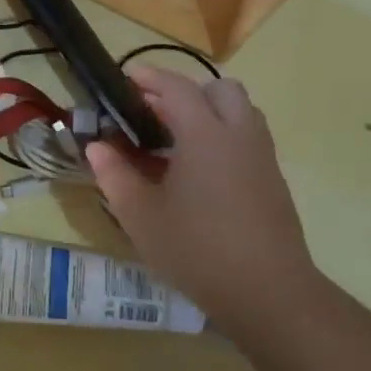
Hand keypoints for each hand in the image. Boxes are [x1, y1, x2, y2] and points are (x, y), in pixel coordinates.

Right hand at [85, 65, 317, 331]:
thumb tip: (97, 147)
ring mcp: (262, 158)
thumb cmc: (196, 249)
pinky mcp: (274, 182)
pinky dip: (225, 136)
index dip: (151, 77)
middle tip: (156, 112)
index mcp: (204, 135)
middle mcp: (239, 135)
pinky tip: (201, 171)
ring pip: (241, 112)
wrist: (269, 293)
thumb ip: (115, 175)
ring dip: (210, 112)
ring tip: (178, 139)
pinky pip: (249, 139)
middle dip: (187, 90)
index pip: (178, 87)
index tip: (127, 79)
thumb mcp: (140, 216)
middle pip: (220, 89)